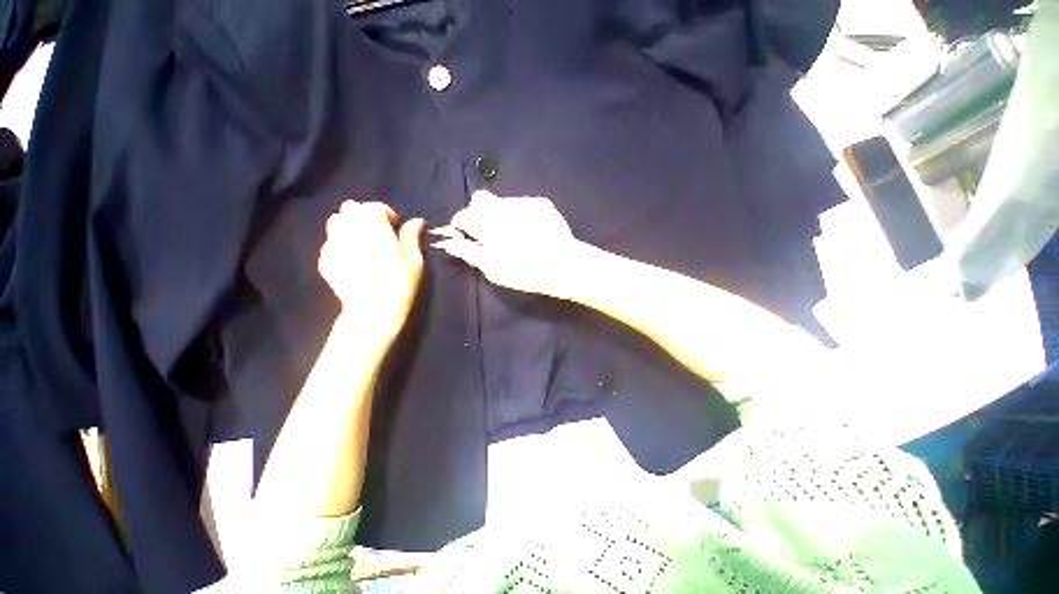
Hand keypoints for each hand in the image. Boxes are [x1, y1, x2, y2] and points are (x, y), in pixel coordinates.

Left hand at [319, 201, 424, 343]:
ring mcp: (333, 244)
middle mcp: (350, 229)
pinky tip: (352, 260)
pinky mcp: (324, 260)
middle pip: (351, 209)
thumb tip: (417, 221)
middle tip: (378, 233)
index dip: (387, 215)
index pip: (375, 207)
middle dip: (364, 216)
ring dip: (349, 226)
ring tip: (362, 243)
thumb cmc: (401, 283)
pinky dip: (340, 245)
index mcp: (374, 226)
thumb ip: (412, 236)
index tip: (395, 228)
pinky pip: (330, 243)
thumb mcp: (415, 260)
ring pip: (336, 222)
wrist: (374, 310)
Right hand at [431, 191, 586, 298]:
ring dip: (501, 214)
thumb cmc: (524, 272)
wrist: (564, 265)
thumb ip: (469, 252)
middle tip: (489, 232)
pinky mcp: (541, 203)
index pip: (463, 215)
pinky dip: (521, 215)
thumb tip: (449, 243)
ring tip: (516, 234)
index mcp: (485, 224)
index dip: (462, 226)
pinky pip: (523, 204)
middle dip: (479, 213)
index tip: (467, 237)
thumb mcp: (492, 268)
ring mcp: (523, 203)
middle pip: (480, 199)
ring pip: (502, 202)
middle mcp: (501, 206)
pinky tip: (532, 231)